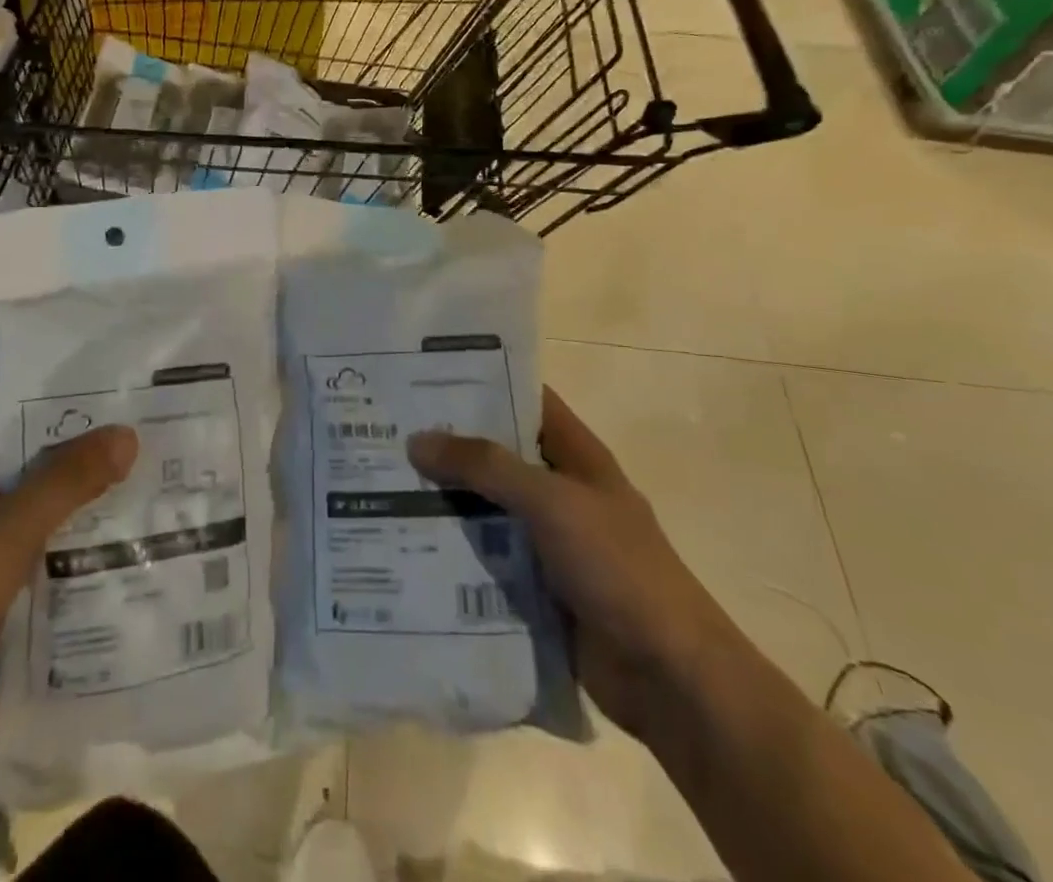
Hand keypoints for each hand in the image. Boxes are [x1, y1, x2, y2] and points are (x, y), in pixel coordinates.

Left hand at [0, 426, 137, 779]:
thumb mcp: (9, 528)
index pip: (29, 431)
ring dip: (87, 522)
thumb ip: (69, 480)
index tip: (131, 419)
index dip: (76, 423)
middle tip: (157, 462)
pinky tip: (123, 564)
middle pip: (41, 479)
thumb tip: (128, 433)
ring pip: (45, 526)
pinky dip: (74, 566)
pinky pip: (41, 571)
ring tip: (155, 507)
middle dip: (92, 474)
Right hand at [408, 388, 738, 738]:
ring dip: (444, 501)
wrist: (669, 677)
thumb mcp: (551, 501)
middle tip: (388, 432)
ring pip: (486, 508)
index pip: (527, 401)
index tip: (426, 376)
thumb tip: (417, 440)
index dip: (483, 384)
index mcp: (577, 457)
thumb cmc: (618, 567)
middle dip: (449, 445)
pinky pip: (486, 559)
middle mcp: (561, 492)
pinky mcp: (536, 588)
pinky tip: (405, 546)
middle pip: (498, 456)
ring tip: (383, 485)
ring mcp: (549, 542)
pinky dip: (453, 552)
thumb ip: (485, 466)